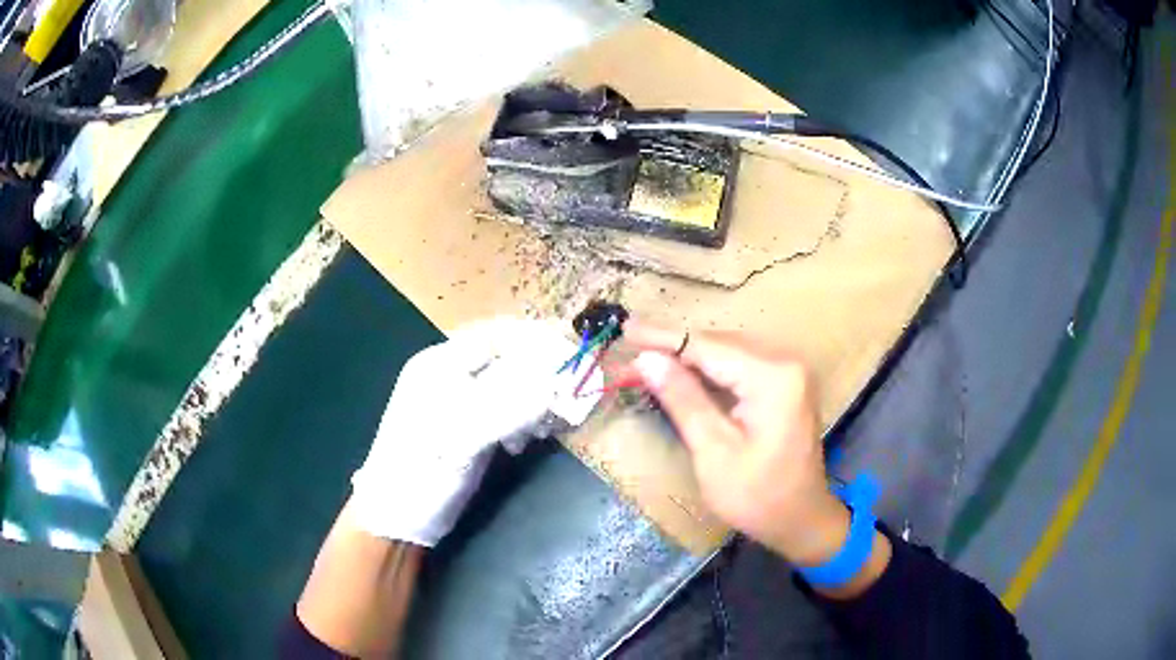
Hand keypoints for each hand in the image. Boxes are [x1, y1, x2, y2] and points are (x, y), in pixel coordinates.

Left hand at [349, 317, 600, 545]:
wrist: (398, 517)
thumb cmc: (420, 472)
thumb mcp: (461, 437)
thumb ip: (507, 406)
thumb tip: (557, 384)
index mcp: (439, 364)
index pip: (497, 336)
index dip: (537, 342)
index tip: (573, 358)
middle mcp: (450, 375)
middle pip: (507, 359)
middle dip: (540, 376)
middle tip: (565, 401)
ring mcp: (459, 401)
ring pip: (510, 385)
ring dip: (534, 401)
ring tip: (543, 429)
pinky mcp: (469, 426)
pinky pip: (506, 410)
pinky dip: (523, 420)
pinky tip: (524, 442)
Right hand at [625, 323, 849, 566]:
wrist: (800, 519)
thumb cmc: (756, 496)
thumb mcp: (713, 451)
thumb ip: (683, 399)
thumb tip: (647, 359)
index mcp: (773, 376)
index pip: (708, 346)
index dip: (663, 337)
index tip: (626, 329)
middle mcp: (786, 362)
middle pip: (720, 342)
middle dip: (675, 345)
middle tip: (631, 345)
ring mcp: (790, 371)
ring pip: (729, 350)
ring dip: (690, 354)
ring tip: (649, 354)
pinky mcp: (786, 383)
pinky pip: (741, 364)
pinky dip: (711, 367)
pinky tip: (685, 370)